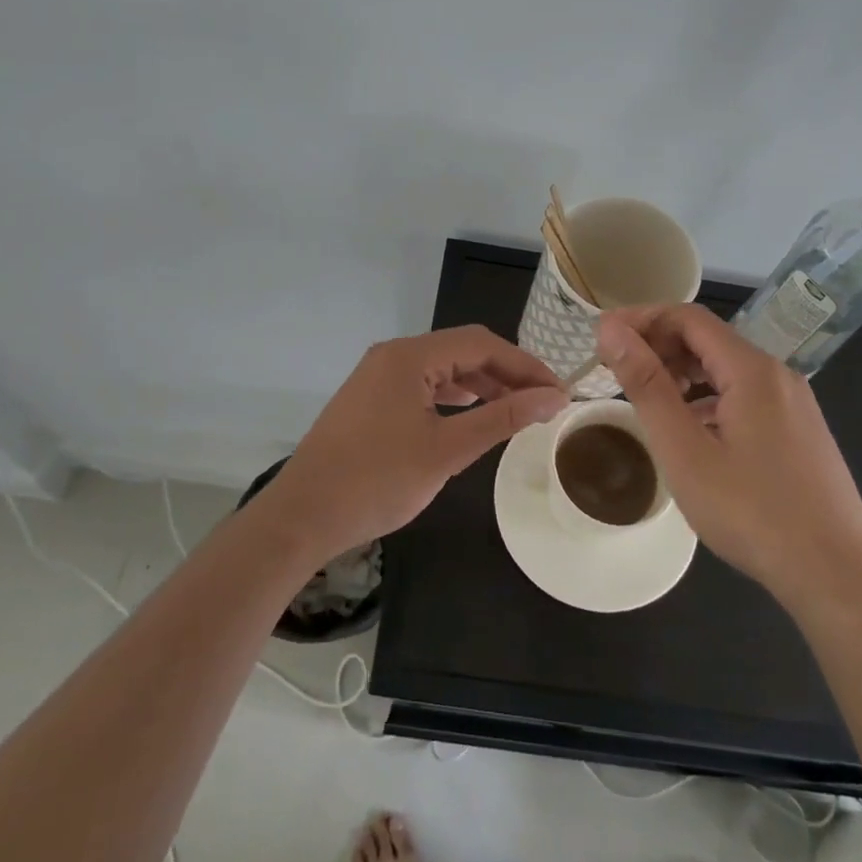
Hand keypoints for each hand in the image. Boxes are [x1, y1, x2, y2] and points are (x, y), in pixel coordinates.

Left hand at [266, 326, 567, 554]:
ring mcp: (377, 377)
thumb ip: (502, 417)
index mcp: (409, 356)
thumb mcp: (447, 449)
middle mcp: (393, 355)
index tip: (558, 392)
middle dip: (505, 374)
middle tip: (542, 403)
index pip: (482, 344)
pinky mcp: (370, 400)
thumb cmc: (377, 481)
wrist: (302, 517)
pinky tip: (471, 417)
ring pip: (442, 369)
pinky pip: (422, 387)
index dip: (525, 365)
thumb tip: (553, 397)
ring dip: (481, 386)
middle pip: (462, 351)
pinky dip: (453, 398)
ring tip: (515, 411)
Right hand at [596, 305, 861, 600]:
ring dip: (682, 373)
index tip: (602, 339)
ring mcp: (794, 403)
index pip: (688, 317)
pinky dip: (708, 398)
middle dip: (659, 347)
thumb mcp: (684, 450)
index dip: (641, 319)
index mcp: (752, 369)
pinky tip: (691, 432)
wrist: (836, 577)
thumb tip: (611, 330)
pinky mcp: (799, 431)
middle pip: (709, 339)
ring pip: (727, 369)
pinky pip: (745, 395)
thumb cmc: (751, 513)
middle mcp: (778, 375)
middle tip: (617, 374)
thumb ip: (646, 384)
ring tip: (647, 402)